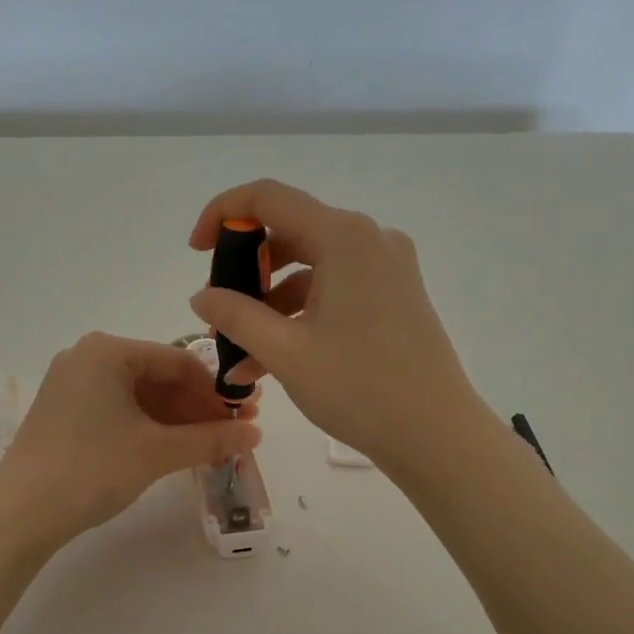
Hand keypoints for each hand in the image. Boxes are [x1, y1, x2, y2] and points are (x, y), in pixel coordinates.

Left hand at [0, 332, 261, 548]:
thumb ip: (210, 439)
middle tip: (235, 432)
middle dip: (199, 407)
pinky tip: (176, 448)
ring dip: (178, 420)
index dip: (217, 391)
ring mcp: (73, 384)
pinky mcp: (66, 412)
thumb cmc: (92, 469)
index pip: (179, 361)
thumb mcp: (157, 452)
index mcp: (107, 351)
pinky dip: (150, 427)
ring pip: (141, 396)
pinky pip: (120, 409)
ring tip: (212, 445)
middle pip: (160, 377)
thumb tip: (257, 435)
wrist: (20, 514)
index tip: (247, 415)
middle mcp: (88, 357)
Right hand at [188, 180, 493, 477]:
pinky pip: (334, 291)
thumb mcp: (286, 352)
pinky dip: (300, 317)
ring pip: (310, 269)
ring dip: (269, 305)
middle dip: (246, 272)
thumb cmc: (359, 388)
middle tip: (219, 312)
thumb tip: (201, 296)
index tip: (197, 251)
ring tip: (239, 356)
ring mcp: (387, 267)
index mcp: (344, 236)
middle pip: (290, 233)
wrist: (437, 435)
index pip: (268, 198)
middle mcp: (369, 239)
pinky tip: (269, 362)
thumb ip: (236, 316)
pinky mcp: (395, 295)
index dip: (222, 214)